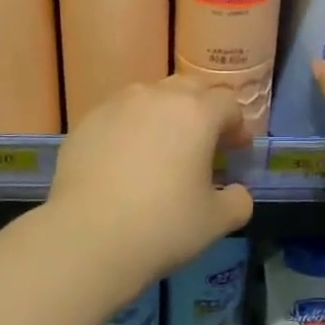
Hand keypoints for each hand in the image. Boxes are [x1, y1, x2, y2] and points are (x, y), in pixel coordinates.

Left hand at [47, 76, 253, 283]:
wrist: (87, 237)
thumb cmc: (163, 225)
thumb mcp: (216, 222)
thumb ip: (238, 202)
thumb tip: (238, 193)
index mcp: (196, 114)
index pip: (228, 104)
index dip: (238, 127)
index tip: (235, 152)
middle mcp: (157, 97)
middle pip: (190, 87)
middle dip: (204, 107)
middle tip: (204, 141)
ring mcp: (117, 105)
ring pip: (151, 95)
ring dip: (165, 112)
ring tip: (162, 146)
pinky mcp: (86, 122)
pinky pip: (118, 114)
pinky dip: (130, 127)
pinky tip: (125, 160)